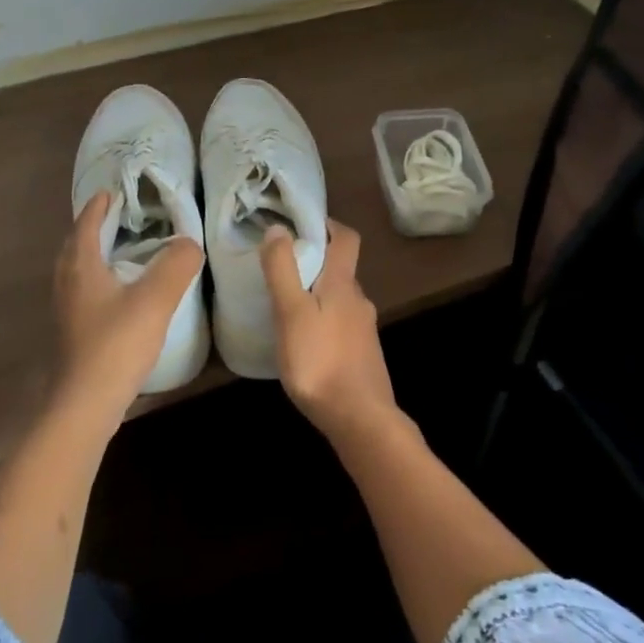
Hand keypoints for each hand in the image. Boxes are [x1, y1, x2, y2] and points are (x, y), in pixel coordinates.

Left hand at [53, 191, 203, 414]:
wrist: (86, 404)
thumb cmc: (117, 344)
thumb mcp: (155, 299)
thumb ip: (176, 265)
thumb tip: (189, 242)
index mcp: (81, 267)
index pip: (86, 224)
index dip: (98, 206)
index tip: (113, 192)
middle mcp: (67, 284)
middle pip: (75, 246)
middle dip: (93, 228)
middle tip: (117, 219)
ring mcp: (67, 311)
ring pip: (77, 271)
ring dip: (94, 255)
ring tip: (120, 252)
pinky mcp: (73, 333)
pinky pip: (83, 293)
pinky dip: (98, 281)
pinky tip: (119, 294)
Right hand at [261, 221, 399, 444]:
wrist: (360, 419)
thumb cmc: (320, 361)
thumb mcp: (291, 312)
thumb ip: (283, 270)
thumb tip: (279, 228)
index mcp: (343, 284)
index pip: (346, 238)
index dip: (328, 224)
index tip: (301, 223)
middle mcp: (359, 301)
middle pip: (341, 268)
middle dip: (315, 261)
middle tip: (281, 267)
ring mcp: (364, 330)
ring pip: (339, 299)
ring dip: (317, 293)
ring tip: (285, 304)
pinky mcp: (362, 355)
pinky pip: (340, 324)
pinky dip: (322, 320)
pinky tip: (303, 340)